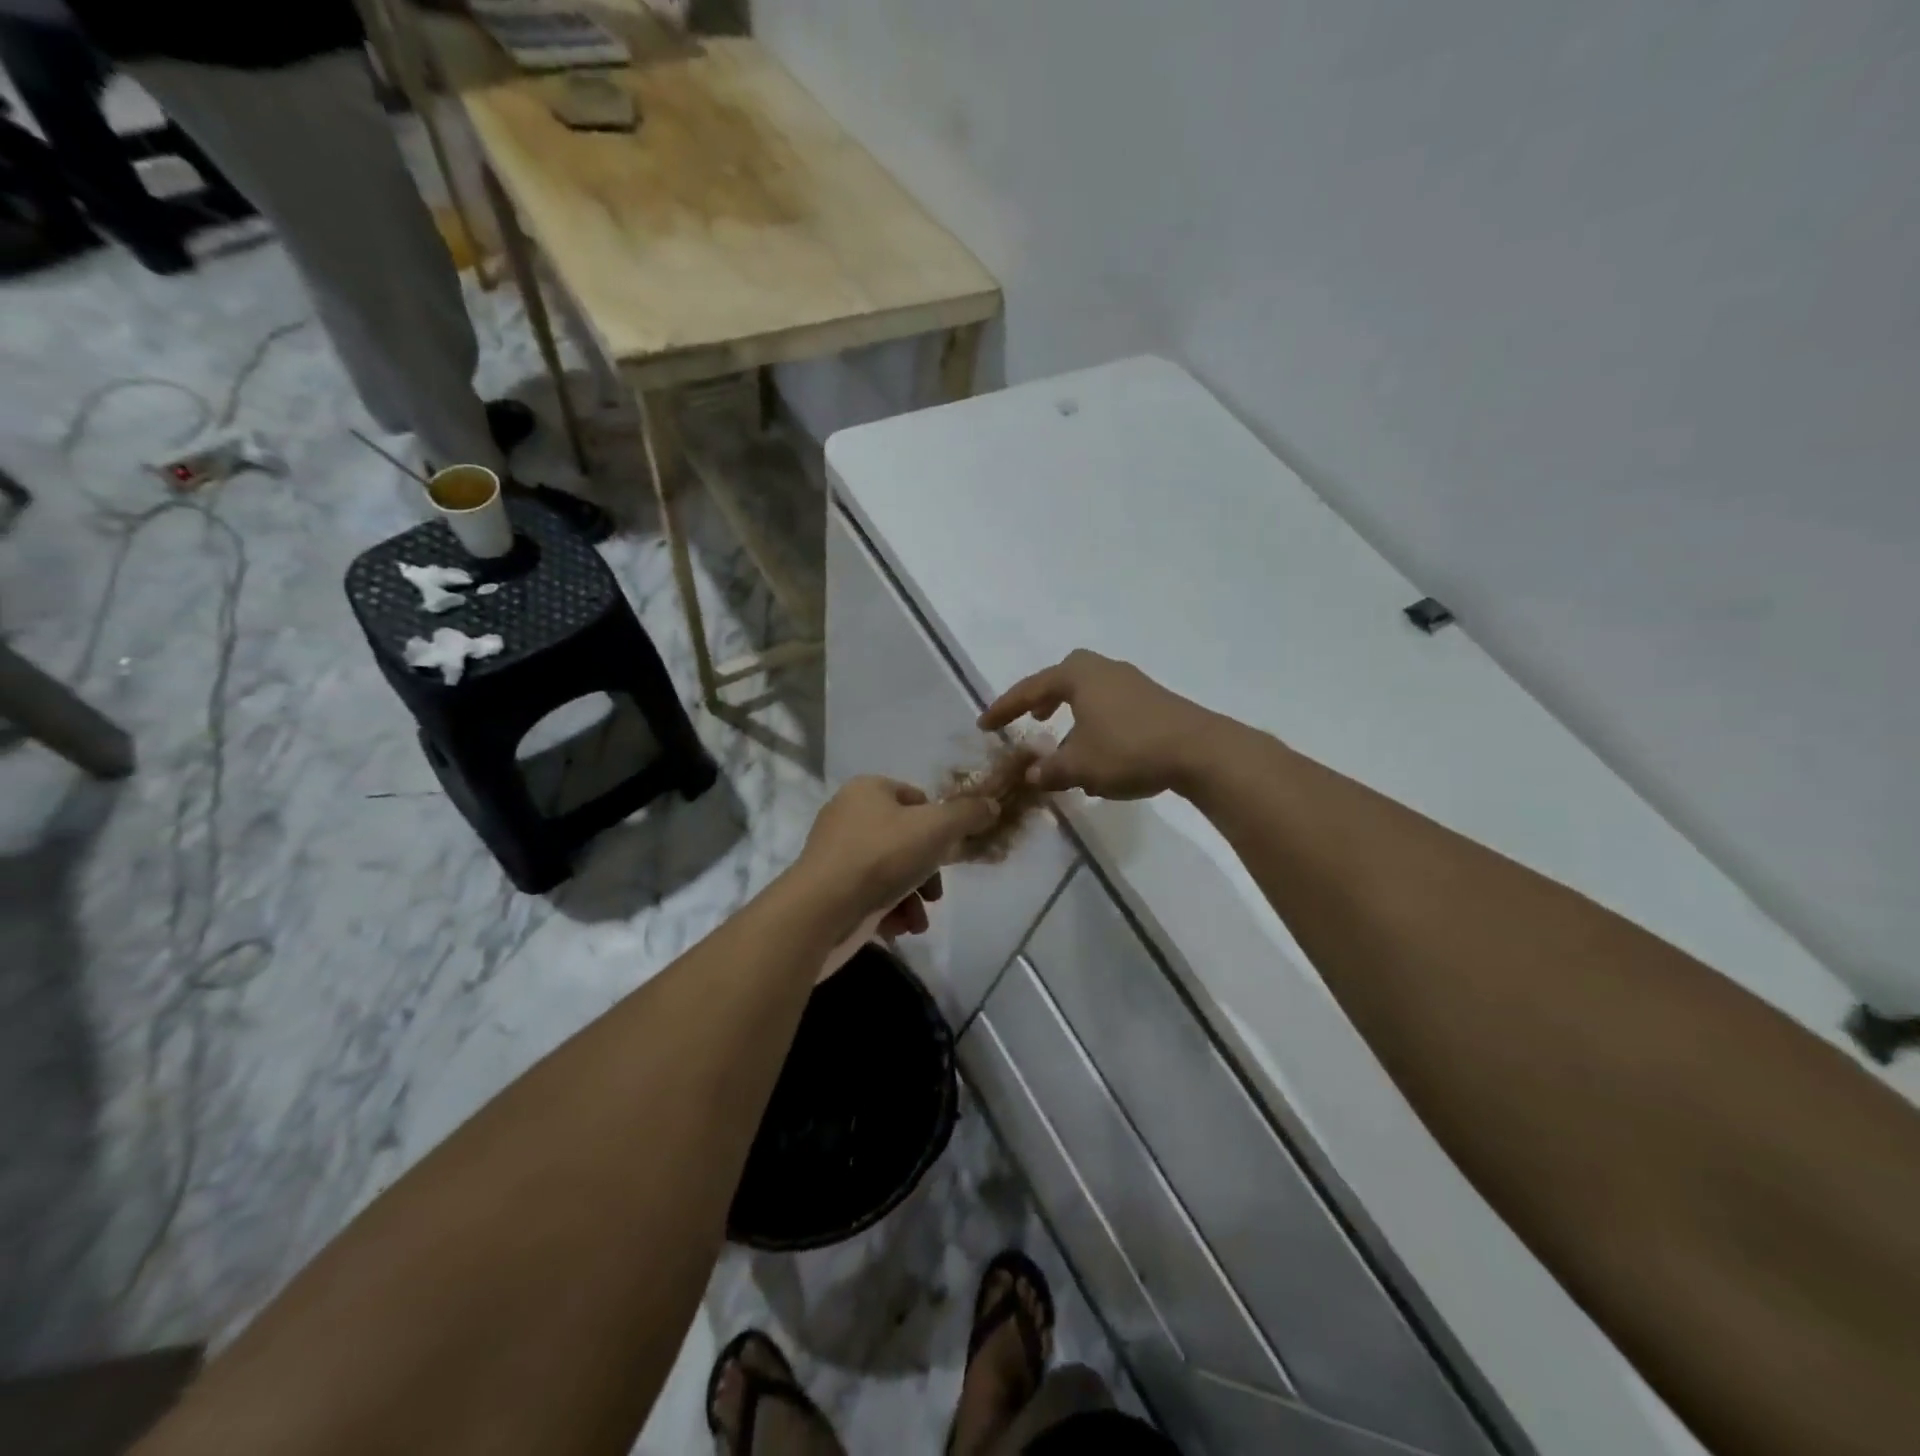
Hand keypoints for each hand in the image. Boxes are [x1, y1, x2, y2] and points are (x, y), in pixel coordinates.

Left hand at [792, 776, 998, 947]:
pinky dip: (890, 910)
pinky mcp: (831, 889)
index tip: (951, 851)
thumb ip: (968, 814)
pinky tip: (900, 928)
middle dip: (928, 871)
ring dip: (913, 897)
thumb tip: (991, 806)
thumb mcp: (936, 828)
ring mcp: (837, 854)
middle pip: (907, 839)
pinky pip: (871, 894)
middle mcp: (849, 816)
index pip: (916, 798)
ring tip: (918, 920)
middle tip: (935, 893)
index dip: (939, 824)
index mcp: (868, 790)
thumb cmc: (881, 857)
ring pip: (892, 871)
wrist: (822, 910)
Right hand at [978, 649, 1220, 799]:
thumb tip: (1033, 775)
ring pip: (1091, 693)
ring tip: (1064, 743)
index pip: (1031, 689)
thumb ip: (1051, 771)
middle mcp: (1104, 671)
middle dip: (1044, 698)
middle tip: (1033, 719)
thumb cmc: (1129, 750)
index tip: (984, 724)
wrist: (1200, 751)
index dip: (1004, 708)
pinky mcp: (1154, 701)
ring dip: (1072, 714)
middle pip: (1065, 677)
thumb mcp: (1081, 767)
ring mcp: (1133, 683)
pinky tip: (1099, 753)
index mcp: (1079, 676)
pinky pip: (1111, 705)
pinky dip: (1095, 722)